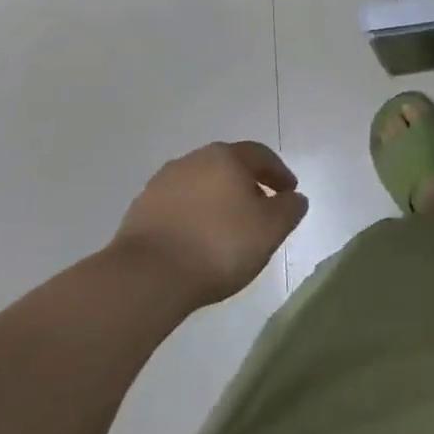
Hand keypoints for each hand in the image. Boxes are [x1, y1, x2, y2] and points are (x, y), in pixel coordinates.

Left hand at [110, 141, 308, 309]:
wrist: (146, 278)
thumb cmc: (219, 245)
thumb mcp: (270, 229)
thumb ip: (290, 209)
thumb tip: (294, 198)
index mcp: (226, 156)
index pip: (260, 155)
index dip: (279, 173)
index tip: (290, 192)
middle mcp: (193, 160)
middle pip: (228, 167)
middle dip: (247, 184)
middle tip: (261, 208)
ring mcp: (161, 184)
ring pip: (201, 186)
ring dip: (217, 201)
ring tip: (227, 228)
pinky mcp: (139, 211)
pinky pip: (178, 207)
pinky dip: (193, 217)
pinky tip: (198, 241)